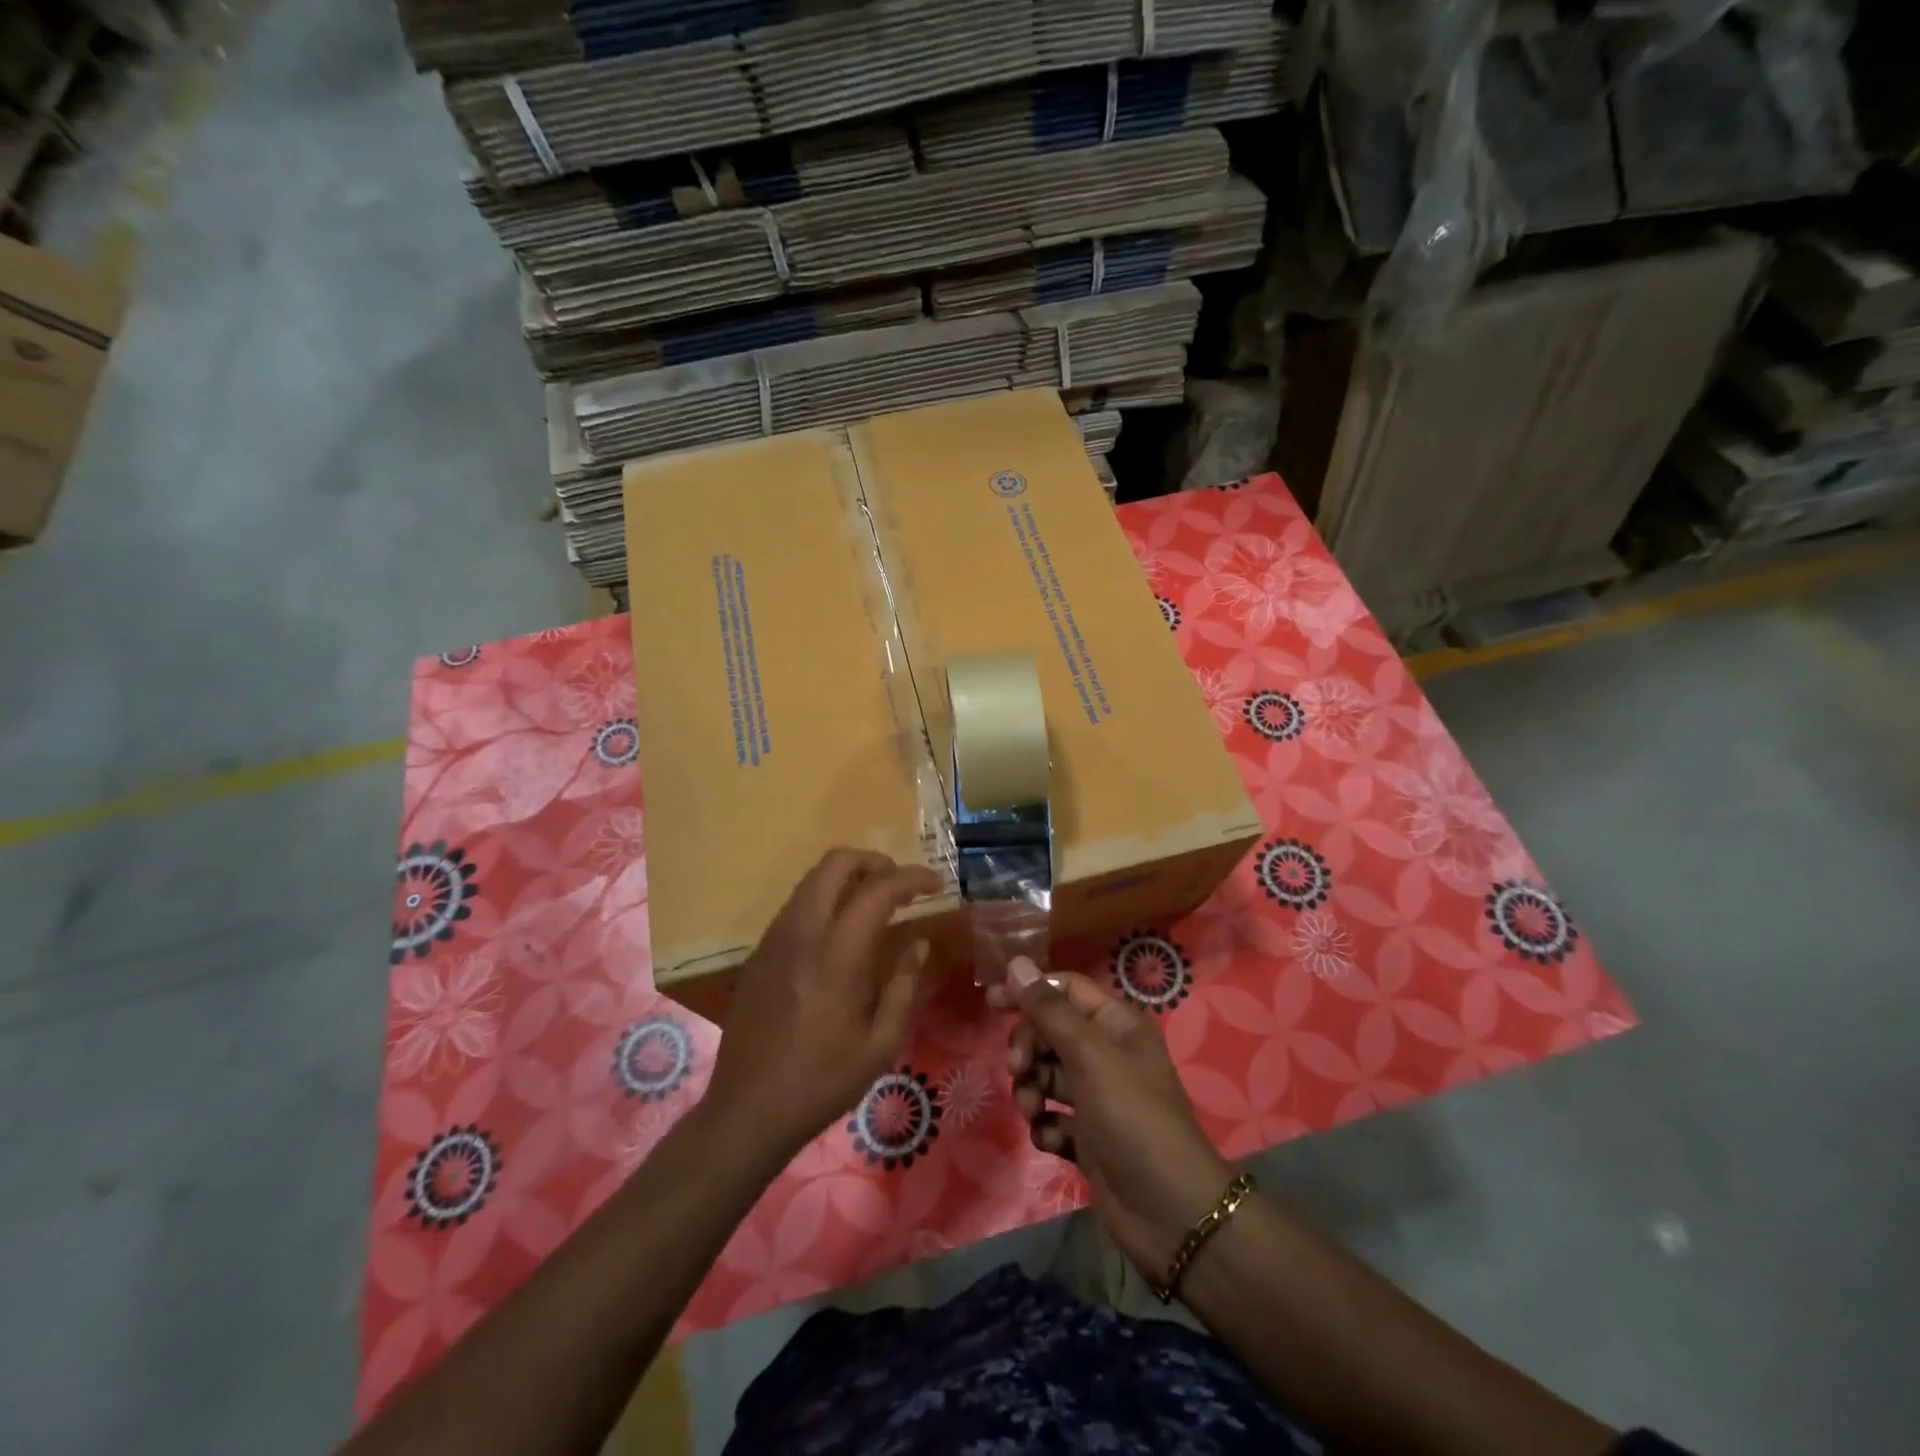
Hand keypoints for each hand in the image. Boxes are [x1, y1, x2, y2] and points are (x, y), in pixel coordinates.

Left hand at [703, 849, 941, 1163]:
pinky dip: (825, 899)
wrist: (747, 1111)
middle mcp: (802, 932)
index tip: (936, 883)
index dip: (912, 877)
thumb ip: (903, 986)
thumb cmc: (822, 1082)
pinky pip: (796, 905)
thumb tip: (919, 943)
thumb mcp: (880, 1044)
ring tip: (874, 904)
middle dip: (874, 861)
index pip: (878, 889)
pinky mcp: (759, 953)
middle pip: (835, 863)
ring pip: (812, 879)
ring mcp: (774, 939)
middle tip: (901, 885)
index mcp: (836, 954)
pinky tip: (839, 933)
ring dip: (847, 877)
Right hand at [989, 957, 1236, 1279]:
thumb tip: (1016, 962)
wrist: (1169, 1211)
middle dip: (1029, 1049)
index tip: (991, 1003)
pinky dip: (1047, 1125)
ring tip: (1037, 1112)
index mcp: (1115, 1023)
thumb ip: (1048, 1010)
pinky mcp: (1088, 1136)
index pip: (1064, 989)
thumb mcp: (1089, 1054)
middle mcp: (1106, 1053)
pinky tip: (1053, 1140)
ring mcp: (1097, 1096)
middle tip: (1021, 1071)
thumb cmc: (1132, 1116)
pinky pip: (1052, 1116)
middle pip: (1049, 1032)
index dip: (1028, 991)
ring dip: (1032, 1090)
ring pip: (1046, 1075)